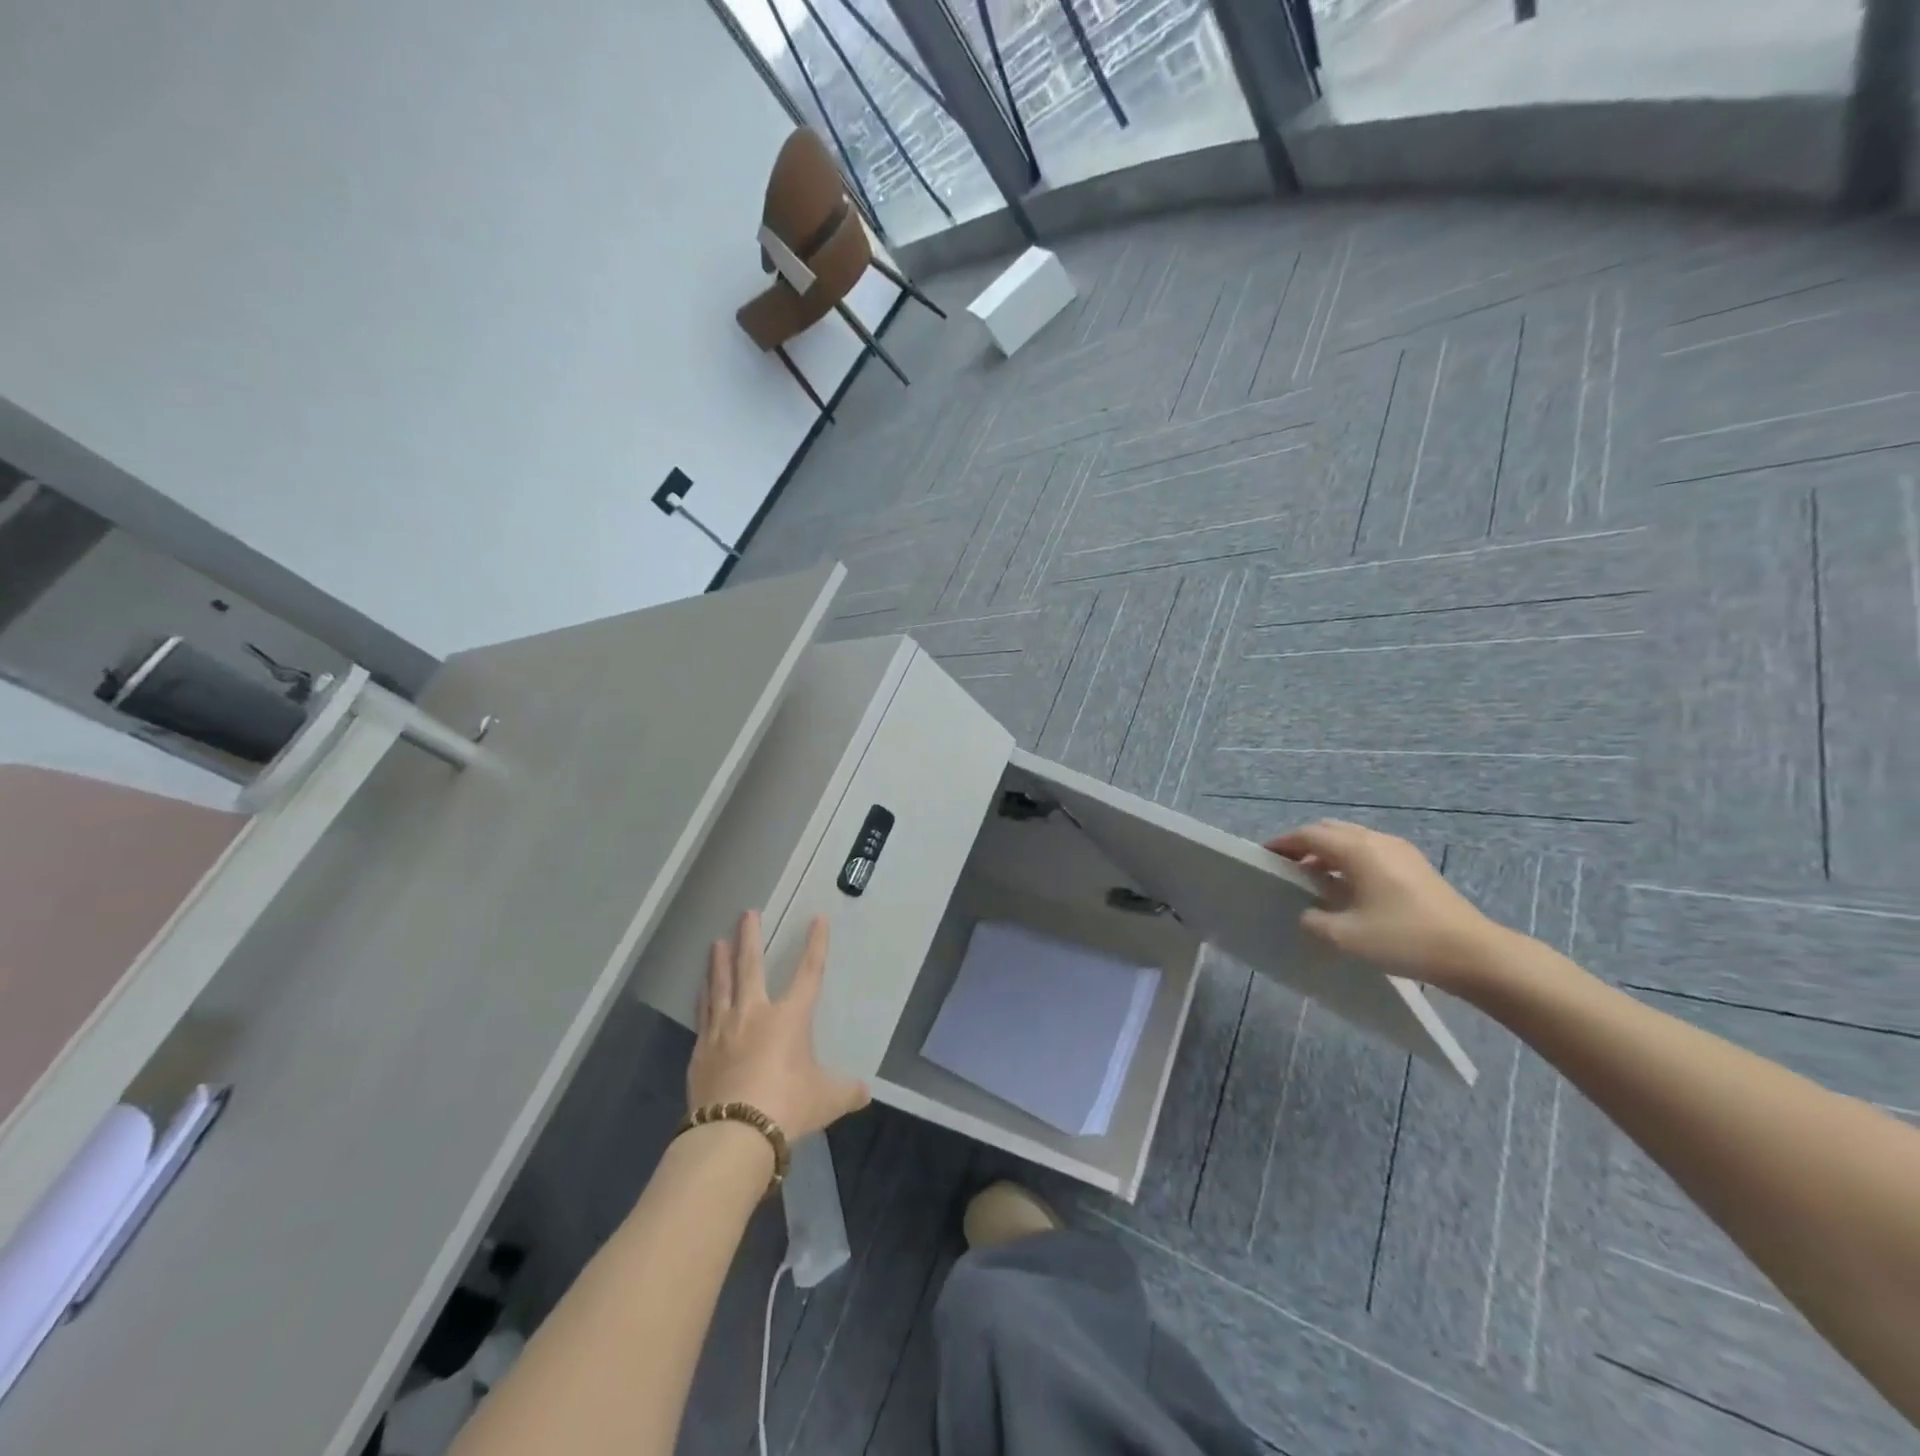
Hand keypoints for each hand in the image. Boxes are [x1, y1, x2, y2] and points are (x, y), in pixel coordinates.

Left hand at [688, 910, 869, 1139]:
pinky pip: (703, 1013)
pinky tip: (701, 989)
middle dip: (750, 938)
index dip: (816, 945)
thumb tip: (865, 1093)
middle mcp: (755, 1014)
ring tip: (716, 942)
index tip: (817, 918)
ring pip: (721, 985)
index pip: (808, 973)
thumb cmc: (787, 1106)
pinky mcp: (701, 1051)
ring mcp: (723, 1030)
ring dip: (719, 961)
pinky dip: (703, 996)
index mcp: (790, 1018)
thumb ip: (846, 1091)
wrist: (733, 1134)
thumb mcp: (826, 1099)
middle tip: (746, 913)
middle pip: (751, 967)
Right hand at [1266, 820, 1506, 991]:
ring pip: (1352, 839)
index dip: (1283, 843)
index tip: (1264, 856)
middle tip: (1287, 866)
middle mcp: (1376, 841)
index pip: (1308, 835)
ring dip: (1328, 852)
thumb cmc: (1403, 939)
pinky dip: (1349, 860)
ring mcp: (1400, 851)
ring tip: (1314, 877)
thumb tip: (1307, 913)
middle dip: (1304, 843)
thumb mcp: (1345, 937)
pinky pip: (1370, 851)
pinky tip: (1348, 888)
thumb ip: (1314, 921)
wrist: (1474, 954)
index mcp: (1357, 850)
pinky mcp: (1415, 866)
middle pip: (1330, 830)